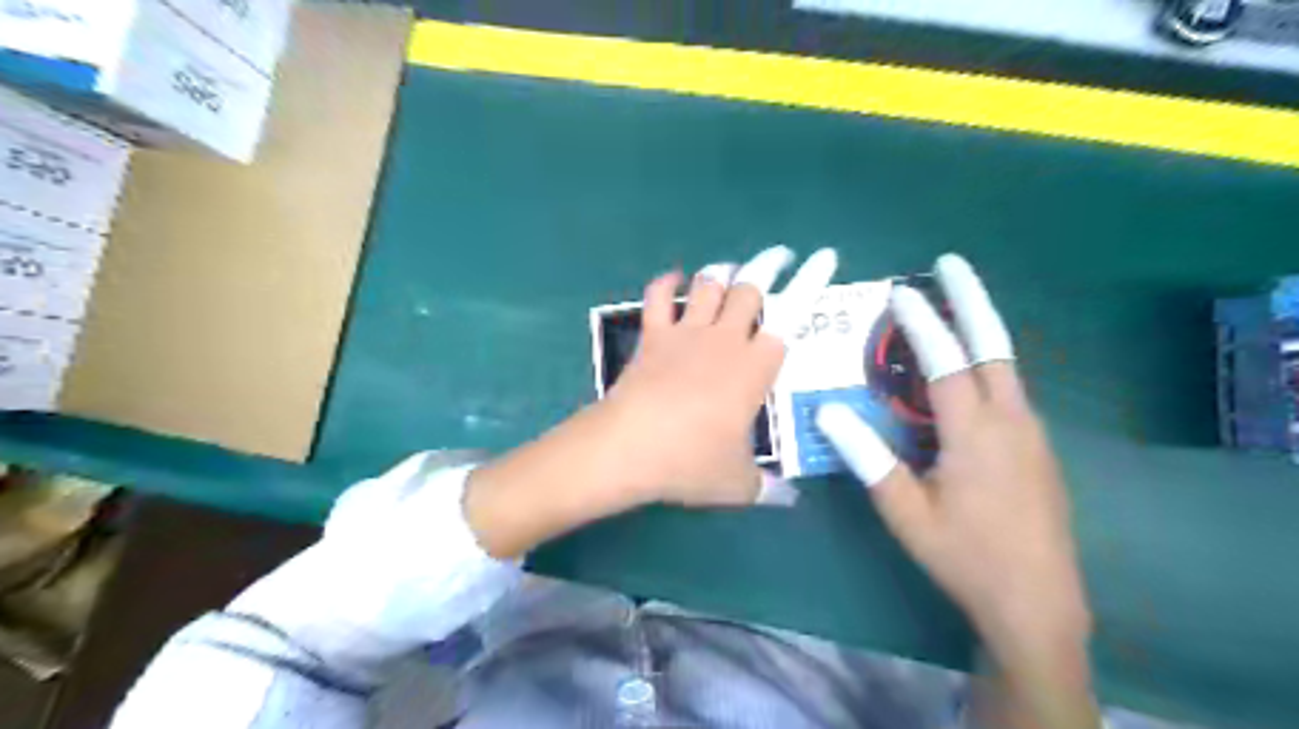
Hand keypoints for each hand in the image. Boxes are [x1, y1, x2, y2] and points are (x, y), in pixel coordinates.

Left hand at [605, 244, 836, 506]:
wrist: (630, 447)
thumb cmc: (691, 462)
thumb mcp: (738, 484)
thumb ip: (768, 488)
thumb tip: (790, 500)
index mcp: (756, 368)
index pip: (792, 315)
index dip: (811, 282)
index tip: (824, 257)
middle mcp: (725, 340)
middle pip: (750, 289)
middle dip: (766, 267)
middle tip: (776, 258)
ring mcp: (686, 334)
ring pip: (709, 285)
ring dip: (721, 274)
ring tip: (729, 271)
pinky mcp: (653, 337)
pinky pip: (658, 297)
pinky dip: (666, 283)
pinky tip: (673, 280)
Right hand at [819, 255, 1093, 728]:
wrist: (1037, 601)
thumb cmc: (964, 555)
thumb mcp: (905, 512)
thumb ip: (869, 458)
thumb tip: (828, 412)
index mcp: (976, 434)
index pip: (946, 363)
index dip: (922, 325)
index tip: (901, 292)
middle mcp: (1011, 420)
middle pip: (993, 345)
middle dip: (971, 299)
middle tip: (950, 263)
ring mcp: (1032, 433)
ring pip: (1005, 365)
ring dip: (978, 329)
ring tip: (948, 309)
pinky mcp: (1038, 448)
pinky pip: (1008, 390)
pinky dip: (984, 364)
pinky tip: (962, 375)